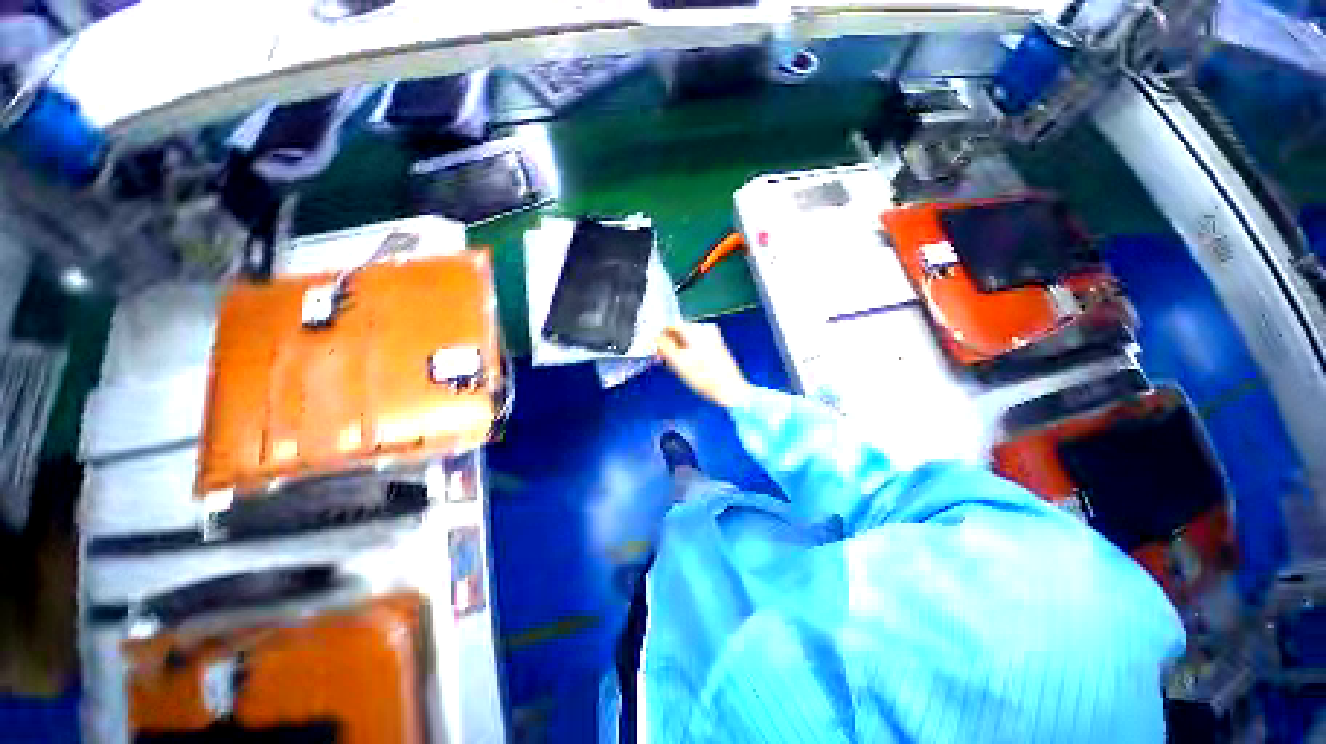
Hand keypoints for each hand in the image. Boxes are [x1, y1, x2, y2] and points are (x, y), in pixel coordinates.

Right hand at [657, 323, 750, 407]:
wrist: (730, 389)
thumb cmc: (703, 377)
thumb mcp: (678, 362)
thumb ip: (663, 346)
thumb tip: (655, 338)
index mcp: (695, 329)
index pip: (669, 326)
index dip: (660, 339)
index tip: (656, 353)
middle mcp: (705, 328)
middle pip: (679, 332)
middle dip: (670, 344)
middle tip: (665, 361)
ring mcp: (713, 336)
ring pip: (687, 339)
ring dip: (679, 349)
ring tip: (677, 366)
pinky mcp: (717, 346)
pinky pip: (696, 344)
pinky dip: (689, 352)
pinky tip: (689, 366)